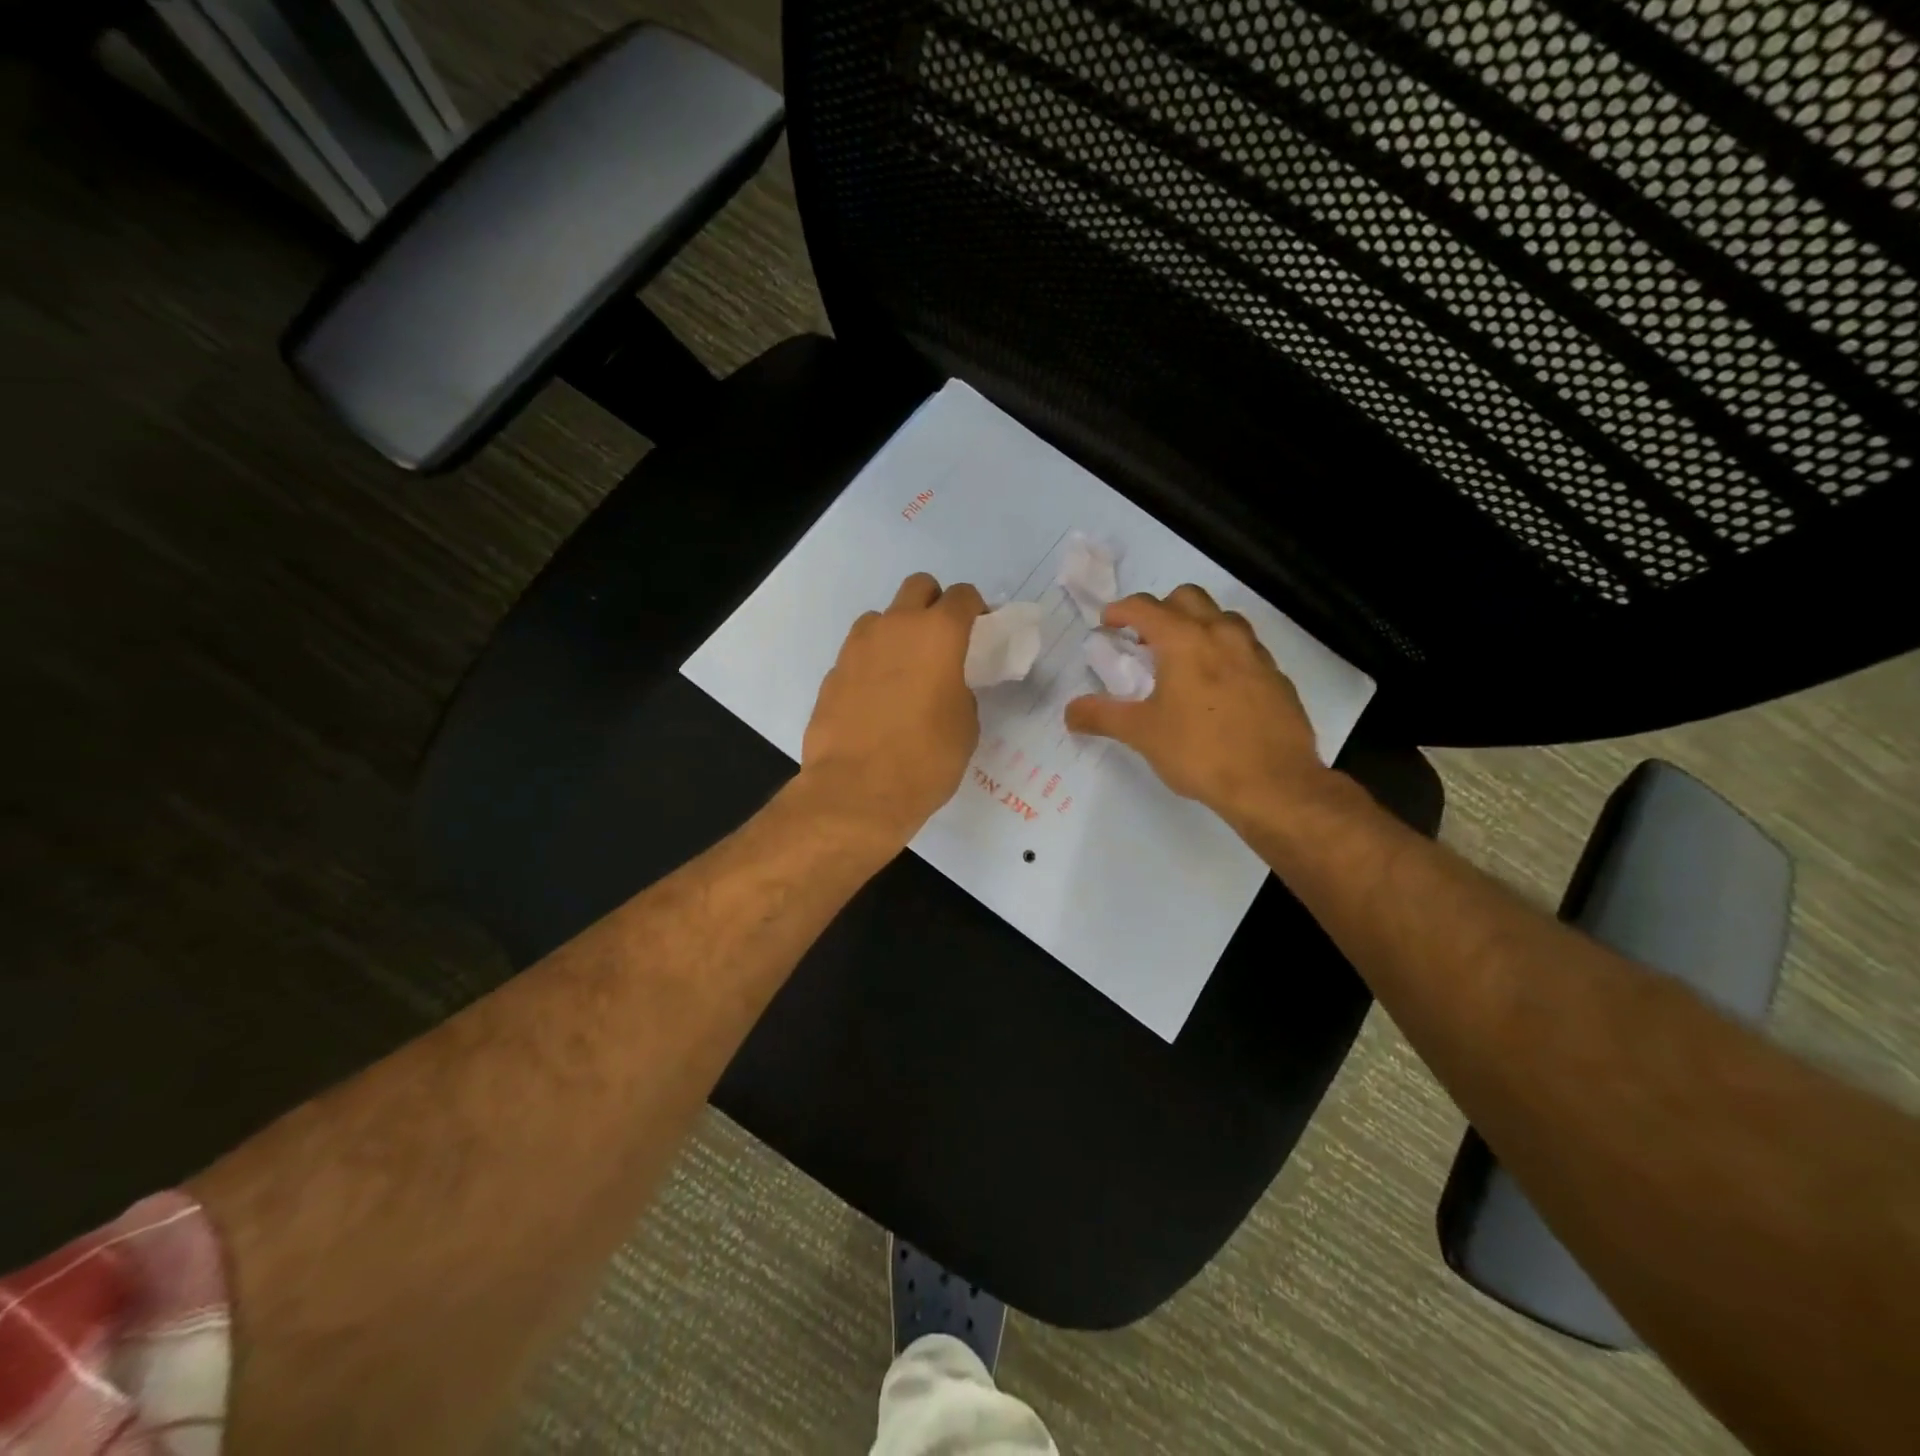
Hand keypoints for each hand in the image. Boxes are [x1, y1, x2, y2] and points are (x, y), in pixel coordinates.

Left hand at [799, 572, 986, 847]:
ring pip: (882, 618)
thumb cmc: (926, 759)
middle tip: (942, 642)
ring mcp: (857, 647)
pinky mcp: (833, 672)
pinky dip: (873, 664)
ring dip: (898, 632)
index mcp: (938, 634)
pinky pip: (859, 653)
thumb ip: (961, 690)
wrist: (857, 791)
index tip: (980, 633)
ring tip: (905, 672)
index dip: (976, 610)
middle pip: (918, 587)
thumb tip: (947, 685)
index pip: (962, 595)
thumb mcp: (965, 725)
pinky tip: (877, 700)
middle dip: (934, 605)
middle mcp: (895, 627)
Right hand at [1065, 585, 1328, 823]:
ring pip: (1221, 620)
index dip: (1120, 611)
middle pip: (1187, 598)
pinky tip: (1216, 691)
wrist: (1274, 783)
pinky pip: (1244, 649)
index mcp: (1185, 640)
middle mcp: (1222, 634)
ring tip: (1182, 663)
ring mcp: (1255, 653)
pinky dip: (1223, 655)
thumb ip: (1102, 716)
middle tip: (1146, 642)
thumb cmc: (1200, 752)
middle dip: (1161, 610)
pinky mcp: (1276, 677)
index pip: (1145, 607)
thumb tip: (1069, 712)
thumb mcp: (1142, 734)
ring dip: (1197, 627)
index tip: (1107, 625)